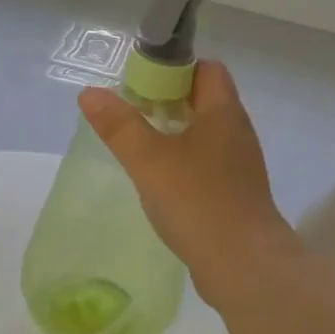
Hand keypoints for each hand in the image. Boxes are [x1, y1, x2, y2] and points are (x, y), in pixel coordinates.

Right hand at [78, 60, 297, 303]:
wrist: (243, 265)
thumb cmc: (197, 201)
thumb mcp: (149, 159)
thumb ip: (119, 126)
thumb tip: (91, 93)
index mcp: (223, 113)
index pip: (206, 69)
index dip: (174, 68)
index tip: (141, 83)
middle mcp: (237, 133)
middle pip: (204, 100)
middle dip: (168, 101)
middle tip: (132, 114)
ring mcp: (240, 166)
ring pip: (205, 135)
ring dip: (174, 134)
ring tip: (140, 147)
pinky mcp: (236, 195)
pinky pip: (208, 165)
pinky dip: (184, 163)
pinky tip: (161, 182)